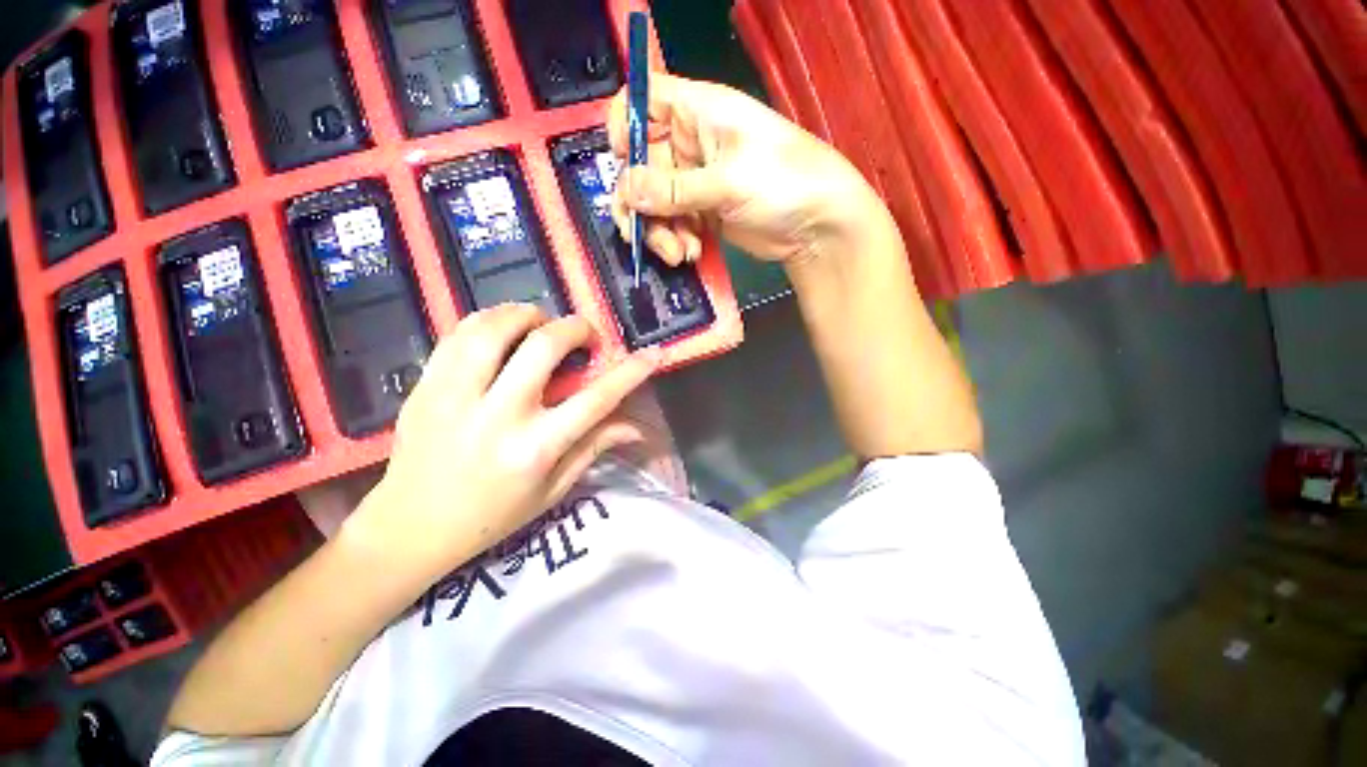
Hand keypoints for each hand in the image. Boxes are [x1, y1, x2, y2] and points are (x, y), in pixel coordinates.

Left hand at [342, 305, 657, 577]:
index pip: (595, 399)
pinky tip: (502, 329)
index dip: (630, 372)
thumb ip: (594, 447)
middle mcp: (498, 416)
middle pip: (543, 347)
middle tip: (584, 334)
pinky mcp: (425, 387)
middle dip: (575, 328)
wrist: (409, 528)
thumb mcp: (553, 490)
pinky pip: (458, 334)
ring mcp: (455, 397)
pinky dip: (488, 320)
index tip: (652, 353)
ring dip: (527, 314)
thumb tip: (637, 427)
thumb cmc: (492, 517)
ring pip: (494, 329)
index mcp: (535, 449)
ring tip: (540, 323)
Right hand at [608, 72, 889, 265]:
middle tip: (645, 235)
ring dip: (660, 232)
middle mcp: (691, 143)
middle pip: (642, 165)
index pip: (644, 99)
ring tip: (680, 253)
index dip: (625, 124)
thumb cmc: (783, 183)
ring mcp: (696, 181)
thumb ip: (675, 189)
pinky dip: (677, 241)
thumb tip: (626, 190)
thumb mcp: (728, 181)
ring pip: (654, 203)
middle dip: (642, 204)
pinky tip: (692, 252)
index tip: (622, 160)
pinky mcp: (703, 212)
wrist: (816, 227)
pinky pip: (673, 224)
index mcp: (698, 112)